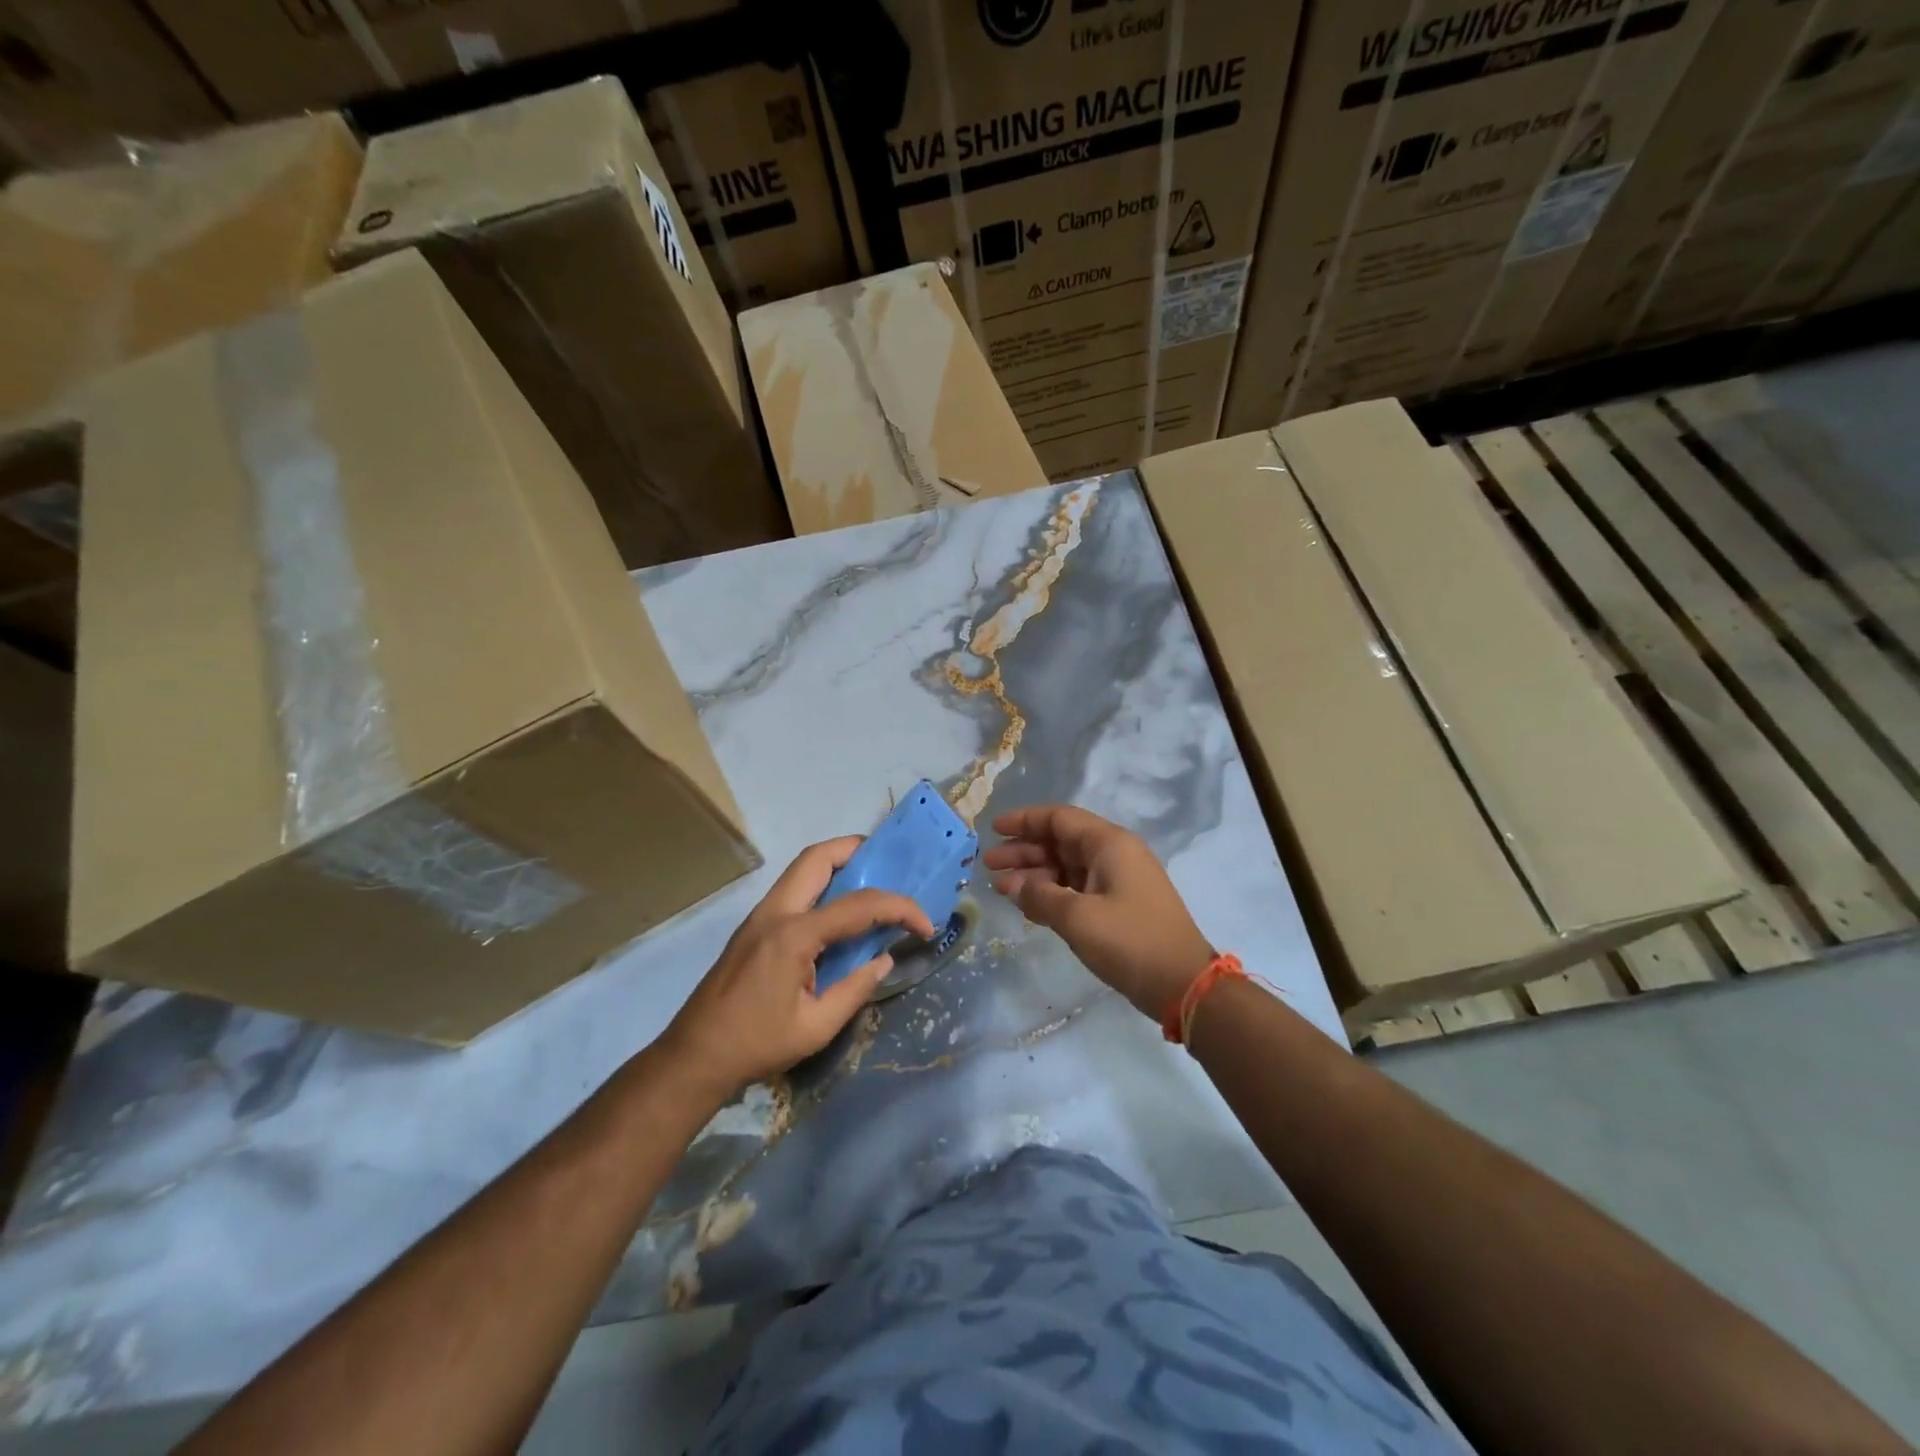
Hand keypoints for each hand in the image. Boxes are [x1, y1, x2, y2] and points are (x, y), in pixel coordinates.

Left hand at [660, 837, 934, 1097]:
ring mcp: (760, 915)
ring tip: (869, 880)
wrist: (695, 1055)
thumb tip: (885, 959)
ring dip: (837, 864)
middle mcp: (776, 912)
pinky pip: (793, 889)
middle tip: (890, 865)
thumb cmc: (757, 1044)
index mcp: (794, 934)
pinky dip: (821, 884)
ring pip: (802, 868)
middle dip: (858, 851)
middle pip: (818, 858)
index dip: (899, 908)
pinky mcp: (753, 926)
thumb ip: (856, 988)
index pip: (858, 905)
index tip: (926, 925)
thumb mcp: (817, 1027)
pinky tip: (838, 909)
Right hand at [984, 805, 1212, 1019]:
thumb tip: (1013, 884)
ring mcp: (1118, 880)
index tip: (993, 829)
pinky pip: (1077, 888)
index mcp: (1109, 844)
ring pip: (1067, 866)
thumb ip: (1040, 896)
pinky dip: (1052, 893)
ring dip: (1034, 875)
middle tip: (988, 865)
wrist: (1183, 984)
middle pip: (1060, 842)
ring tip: (1000, 888)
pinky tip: (1027, 905)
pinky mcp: (1119, 905)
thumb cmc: (1130, 942)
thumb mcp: (1077, 918)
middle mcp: (1114, 854)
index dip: (1024, 820)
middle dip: (1024, 851)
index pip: (1059, 818)